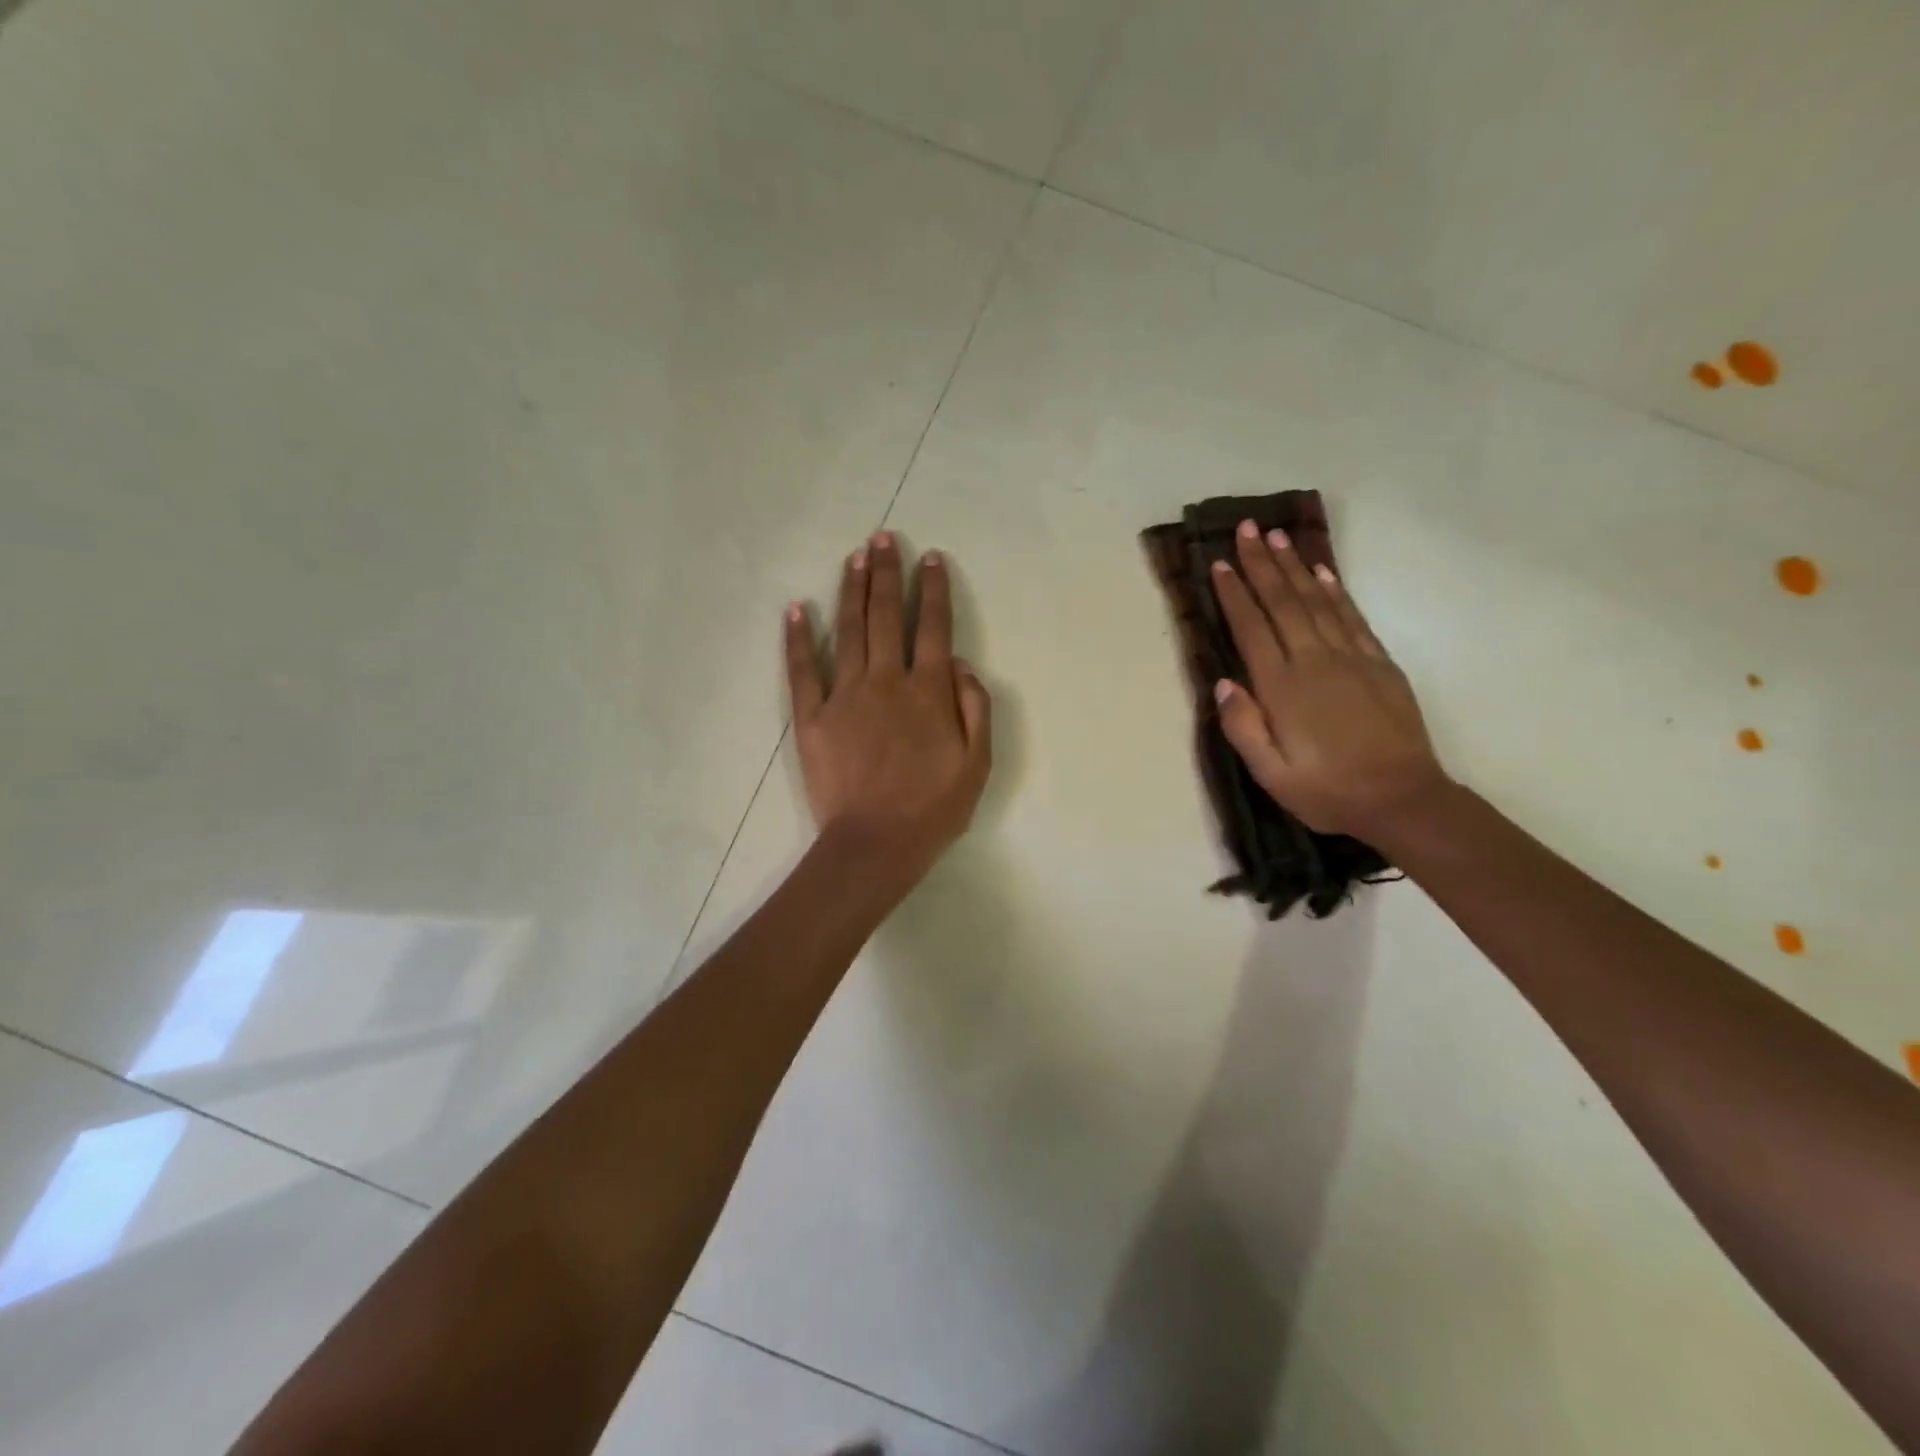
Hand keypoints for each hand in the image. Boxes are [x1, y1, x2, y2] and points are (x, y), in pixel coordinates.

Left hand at [786, 532, 991, 887]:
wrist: (876, 843)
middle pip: (885, 616)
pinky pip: (802, 669)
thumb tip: (958, 662)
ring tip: (855, 557)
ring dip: (852, 590)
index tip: (930, 559)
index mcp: (927, 691)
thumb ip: (974, 706)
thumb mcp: (977, 763)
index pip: (932, 627)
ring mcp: (844, 695)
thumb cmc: (933, 807)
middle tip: (883, 538)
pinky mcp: (812, 717)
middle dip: (886, 573)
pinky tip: (796, 608)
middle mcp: (886, 681)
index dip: (932, 590)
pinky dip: (797, 638)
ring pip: (848, 630)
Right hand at [1210, 520, 1448, 838]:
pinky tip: (1321, 573)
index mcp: (1283, 688)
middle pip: (1283, 603)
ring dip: (1294, 567)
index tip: (1219, 564)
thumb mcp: (1271, 774)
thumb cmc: (1328, 791)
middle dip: (1261, 564)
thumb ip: (1243, 727)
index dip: (1234, 594)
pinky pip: (1351, 617)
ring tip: (1277, 537)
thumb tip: (1222, 683)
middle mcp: (1314, 661)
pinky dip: (1334, 591)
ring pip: (1316, 601)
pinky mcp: (1378, 663)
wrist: (1403, 799)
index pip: (1252, 629)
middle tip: (1246, 529)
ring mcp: (1350, 658)